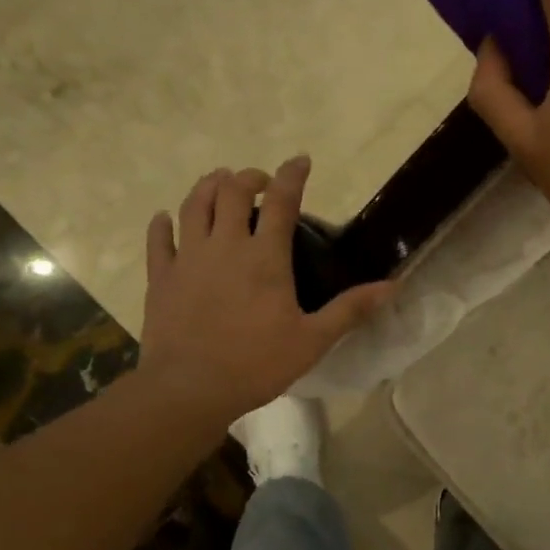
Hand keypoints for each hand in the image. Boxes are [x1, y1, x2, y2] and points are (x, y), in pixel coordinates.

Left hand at [138, 158, 393, 424]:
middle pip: (232, 192)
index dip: (292, 175)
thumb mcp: (313, 340)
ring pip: (194, 205)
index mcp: (265, 257)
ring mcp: (188, 258)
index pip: (281, 201)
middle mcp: (225, 246)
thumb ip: (351, 309)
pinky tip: (166, 218)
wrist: (190, 388)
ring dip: (207, 187)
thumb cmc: (257, 364)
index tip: (300, 161)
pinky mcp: (161, 277)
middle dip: (247, 177)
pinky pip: (158, 239)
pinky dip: (163, 223)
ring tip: (218, 183)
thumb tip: (392, 286)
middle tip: (259, 182)